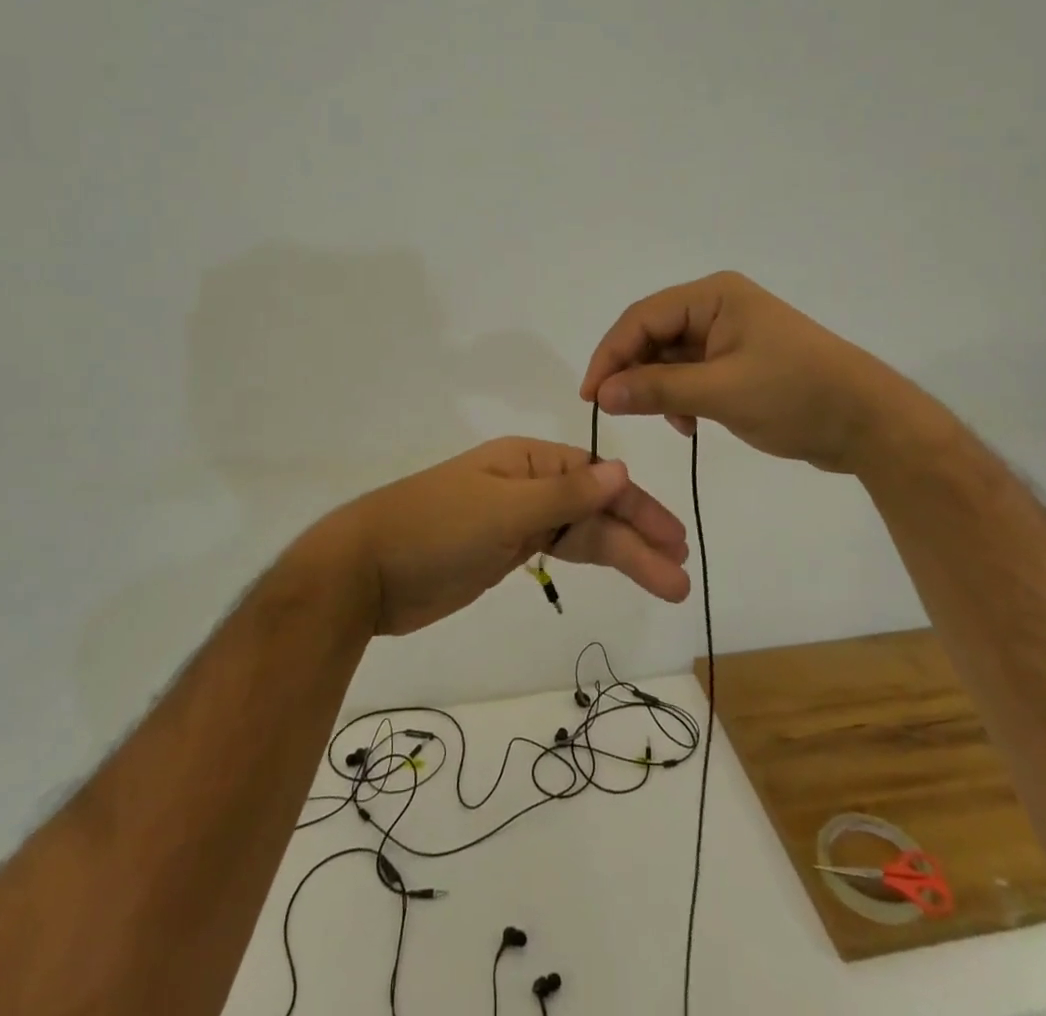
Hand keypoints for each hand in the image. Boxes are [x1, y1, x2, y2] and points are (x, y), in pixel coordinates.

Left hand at [316, 438, 690, 636]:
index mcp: (527, 461)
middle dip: (637, 539)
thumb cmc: (435, 529)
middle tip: (680, 574)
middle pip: (594, 508)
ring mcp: (516, 519)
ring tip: (666, 584)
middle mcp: (527, 484)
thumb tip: (620, 470)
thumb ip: (565, 495)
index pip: (596, 477)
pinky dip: (589, 560)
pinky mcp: (504, 552)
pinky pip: (558, 550)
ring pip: (581, 534)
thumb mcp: (503, 509)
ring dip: (622, 556)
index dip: (636, 506)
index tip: (672, 538)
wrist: (365, 572)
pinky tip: (616, 569)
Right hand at [579, 271, 884, 473]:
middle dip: (635, 373)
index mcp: (713, 296)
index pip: (642, 318)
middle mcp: (717, 306)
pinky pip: (692, 373)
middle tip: (619, 411)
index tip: (592, 396)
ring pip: (670, 357)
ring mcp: (729, 334)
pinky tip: (690, 424)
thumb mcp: (721, 393)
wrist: (869, 424)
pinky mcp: (739, 361)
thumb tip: (602, 393)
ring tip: (674, 423)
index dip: (611, 355)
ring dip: (660, 389)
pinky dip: (682, 397)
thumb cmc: (796, 396)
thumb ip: (658, 390)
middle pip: (653, 335)